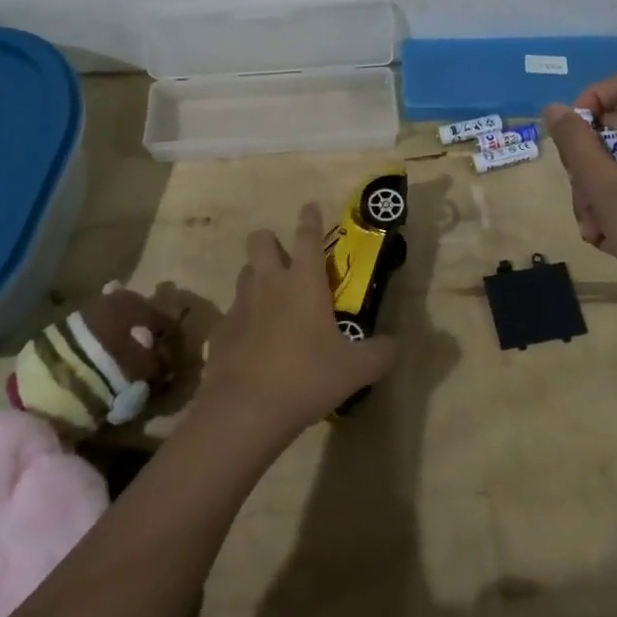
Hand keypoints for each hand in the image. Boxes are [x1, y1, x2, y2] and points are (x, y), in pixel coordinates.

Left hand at [199, 202, 395, 437]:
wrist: (245, 409)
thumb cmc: (306, 377)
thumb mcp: (356, 370)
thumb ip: (380, 353)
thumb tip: (394, 345)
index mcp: (303, 283)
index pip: (307, 237)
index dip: (310, 219)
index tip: (310, 206)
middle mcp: (269, 283)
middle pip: (260, 240)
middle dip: (271, 241)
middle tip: (285, 260)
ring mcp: (240, 305)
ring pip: (244, 273)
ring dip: (257, 277)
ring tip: (273, 301)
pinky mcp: (221, 330)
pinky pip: (234, 312)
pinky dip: (245, 319)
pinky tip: (256, 344)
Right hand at [542, 72, 616, 331]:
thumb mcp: (605, 189)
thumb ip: (576, 145)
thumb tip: (553, 108)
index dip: (594, 98)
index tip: (574, 135)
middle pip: (610, 128)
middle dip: (584, 162)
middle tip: (583, 194)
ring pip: (610, 162)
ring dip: (590, 192)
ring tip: (594, 227)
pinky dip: (606, 207)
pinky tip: (604, 238)